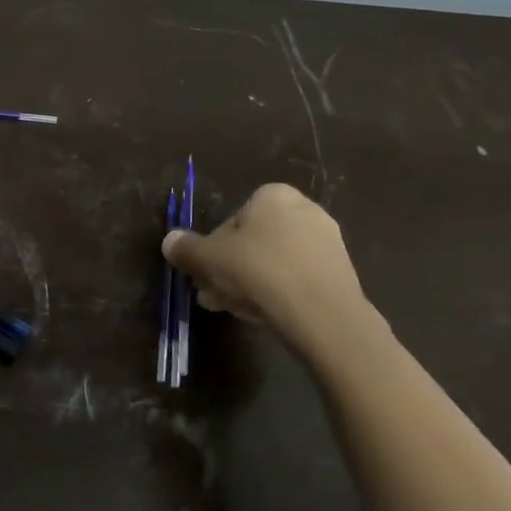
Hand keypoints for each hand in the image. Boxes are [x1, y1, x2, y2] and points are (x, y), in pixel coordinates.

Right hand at [162, 182, 368, 348]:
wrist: (321, 312)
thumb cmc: (258, 271)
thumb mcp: (208, 258)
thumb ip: (186, 248)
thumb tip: (169, 241)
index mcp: (272, 196)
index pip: (230, 221)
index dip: (212, 249)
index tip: (204, 273)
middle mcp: (304, 209)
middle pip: (252, 242)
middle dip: (229, 269)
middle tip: (213, 295)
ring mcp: (327, 241)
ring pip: (273, 262)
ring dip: (249, 283)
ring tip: (233, 309)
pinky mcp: (340, 272)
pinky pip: (296, 277)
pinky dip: (278, 291)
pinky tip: (264, 314)